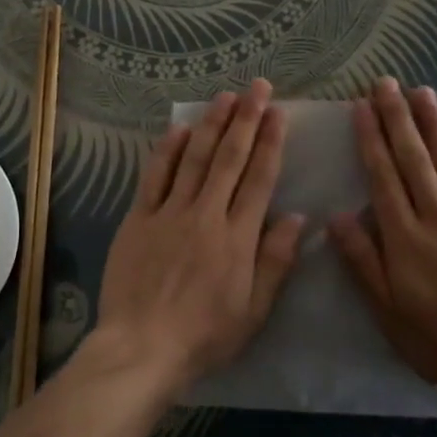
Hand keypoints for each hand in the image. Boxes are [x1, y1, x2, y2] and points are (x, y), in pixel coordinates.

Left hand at [93, 79, 305, 396]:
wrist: (141, 348)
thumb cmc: (204, 336)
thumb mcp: (254, 311)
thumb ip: (276, 261)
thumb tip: (298, 218)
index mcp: (237, 238)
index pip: (259, 179)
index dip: (270, 142)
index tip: (278, 113)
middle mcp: (205, 215)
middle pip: (229, 158)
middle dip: (245, 119)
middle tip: (257, 87)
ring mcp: (169, 213)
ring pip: (194, 158)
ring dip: (211, 124)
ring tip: (225, 96)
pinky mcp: (138, 218)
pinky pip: (155, 176)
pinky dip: (168, 150)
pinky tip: (179, 128)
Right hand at [328, 79, 436, 405]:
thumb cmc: (435, 338)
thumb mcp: (385, 308)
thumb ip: (362, 260)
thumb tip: (337, 218)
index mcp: (404, 235)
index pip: (382, 176)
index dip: (371, 138)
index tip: (361, 106)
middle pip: (413, 159)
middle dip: (397, 118)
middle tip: (386, 83)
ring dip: (434, 125)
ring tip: (421, 92)